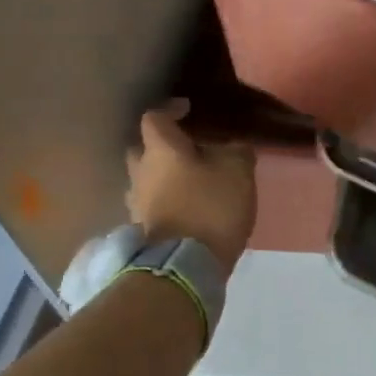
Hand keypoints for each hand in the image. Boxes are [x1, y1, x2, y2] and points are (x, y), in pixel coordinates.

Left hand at [124, 101, 256, 273]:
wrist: (185, 266)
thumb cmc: (210, 206)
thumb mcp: (239, 171)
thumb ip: (236, 152)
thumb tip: (231, 148)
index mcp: (161, 150)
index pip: (154, 118)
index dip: (170, 110)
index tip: (187, 110)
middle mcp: (141, 172)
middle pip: (143, 149)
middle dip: (162, 147)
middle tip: (188, 150)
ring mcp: (137, 203)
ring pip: (146, 179)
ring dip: (163, 177)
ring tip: (190, 182)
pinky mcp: (142, 230)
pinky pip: (152, 205)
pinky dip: (166, 201)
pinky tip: (187, 208)